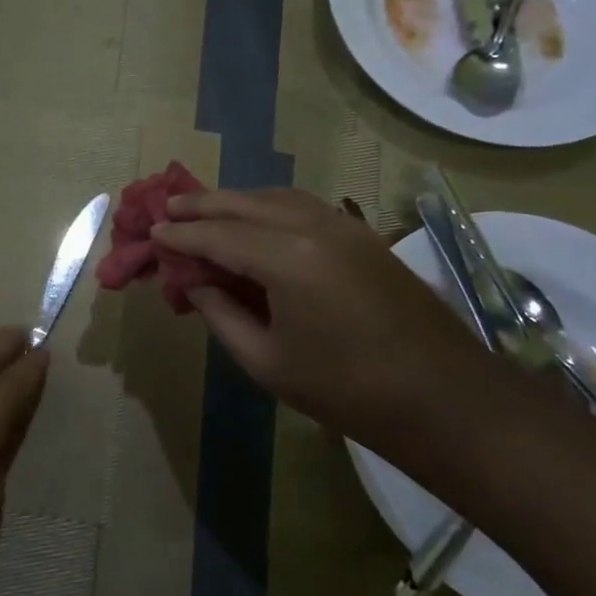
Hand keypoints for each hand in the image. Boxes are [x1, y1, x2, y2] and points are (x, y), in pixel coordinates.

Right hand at [153, 189, 502, 456]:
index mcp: (287, 259)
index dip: (181, 235)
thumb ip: (222, 315)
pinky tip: (255, 222)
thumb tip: (196, 284)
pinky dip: (268, 207)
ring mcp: (344, 227)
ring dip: (235, 200)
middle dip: (201, 204)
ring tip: (204, 210)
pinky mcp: (362, 236)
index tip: (152, 232)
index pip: (218, 236)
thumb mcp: (268, 362)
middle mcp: (314, 227)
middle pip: (244, 203)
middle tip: (167, 207)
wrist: (444, 398)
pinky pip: (302, 207)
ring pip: (275, 197)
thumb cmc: (347, 390)